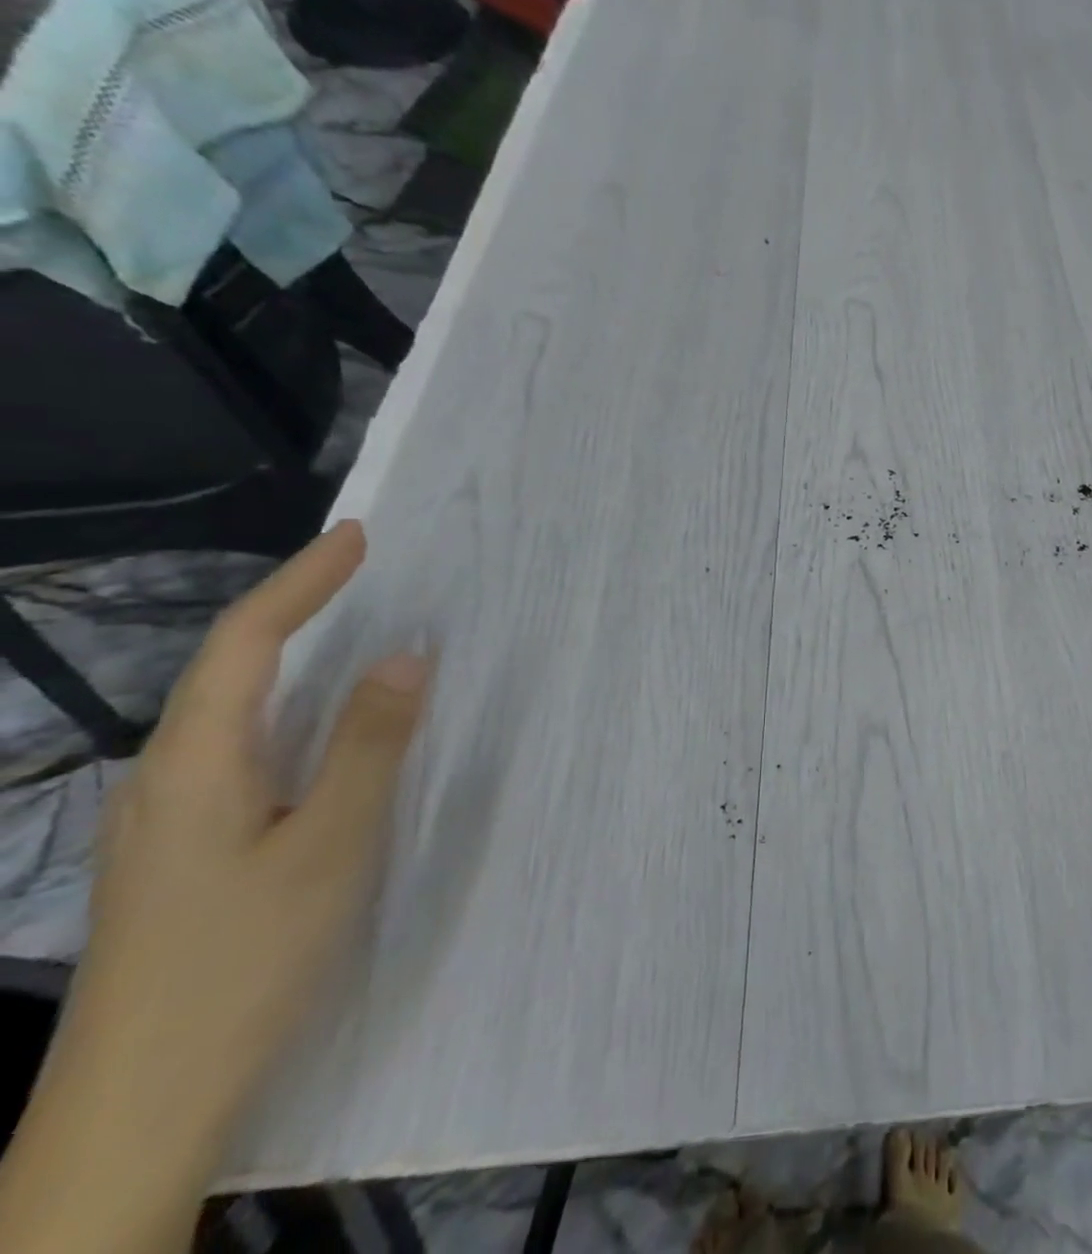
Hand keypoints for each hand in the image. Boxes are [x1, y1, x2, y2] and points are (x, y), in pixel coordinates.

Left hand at [48, 521, 429, 1156]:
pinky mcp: (181, 845)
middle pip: (227, 666)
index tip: (357, 535)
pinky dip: (286, 705)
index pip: (247, 642)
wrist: (138, 1103)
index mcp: (195, 764)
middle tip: (359, 568)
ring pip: (229, 707)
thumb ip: (368, 744)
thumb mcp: (330, 845)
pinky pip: (238, 745)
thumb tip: (406, 655)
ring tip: (347, 624)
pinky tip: (318, 722)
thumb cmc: (244, 961)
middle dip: (293, 606)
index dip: (302, 582)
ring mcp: (165, 815)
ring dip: (288, 653)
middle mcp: (165, 775)